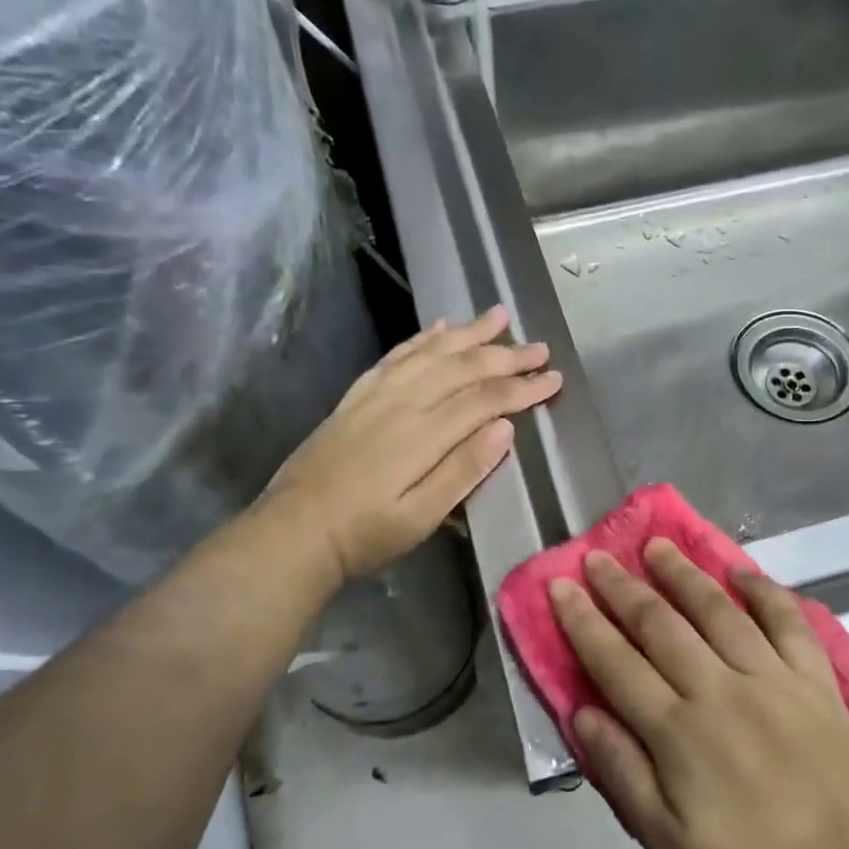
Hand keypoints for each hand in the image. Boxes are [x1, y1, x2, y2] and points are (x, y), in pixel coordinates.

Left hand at [267, 306, 560, 582]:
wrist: (294, 530)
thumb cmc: (365, 533)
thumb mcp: (422, 517)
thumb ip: (464, 470)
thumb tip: (506, 428)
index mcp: (424, 434)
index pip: (485, 399)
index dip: (522, 388)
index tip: (554, 379)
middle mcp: (403, 402)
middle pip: (463, 367)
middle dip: (506, 355)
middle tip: (540, 347)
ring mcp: (377, 394)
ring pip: (431, 351)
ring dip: (469, 332)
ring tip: (499, 315)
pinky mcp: (358, 396)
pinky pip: (397, 355)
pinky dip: (423, 337)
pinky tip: (441, 327)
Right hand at [551, 541, 848, 848]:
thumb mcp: (667, 843)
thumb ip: (622, 773)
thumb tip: (582, 713)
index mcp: (678, 731)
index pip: (616, 663)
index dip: (583, 622)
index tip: (559, 586)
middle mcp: (719, 689)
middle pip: (661, 625)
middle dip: (622, 588)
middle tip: (598, 557)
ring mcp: (771, 678)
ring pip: (718, 610)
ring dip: (683, 574)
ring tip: (658, 546)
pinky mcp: (815, 680)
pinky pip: (788, 621)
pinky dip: (764, 591)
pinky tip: (741, 571)